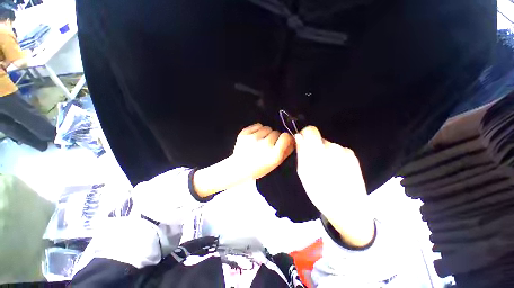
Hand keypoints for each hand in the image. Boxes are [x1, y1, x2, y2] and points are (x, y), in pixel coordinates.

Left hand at [193, 123, 293, 197]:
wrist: (238, 167)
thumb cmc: (259, 168)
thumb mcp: (275, 163)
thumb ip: (286, 152)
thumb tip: (292, 140)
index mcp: (273, 154)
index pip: (285, 136)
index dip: (285, 138)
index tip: (283, 140)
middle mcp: (264, 144)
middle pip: (276, 132)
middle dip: (274, 137)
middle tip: (269, 144)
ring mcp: (253, 138)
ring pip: (267, 128)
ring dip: (266, 133)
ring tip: (261, 140)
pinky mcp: (245, 133)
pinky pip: (257, 125)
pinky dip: (258, 129)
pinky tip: (255, 137)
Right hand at [295, 126, 374, 246]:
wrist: (348, 209)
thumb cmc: (320, 193)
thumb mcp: (303, 173)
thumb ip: (301, 152)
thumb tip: (298, 137)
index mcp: (317, 152)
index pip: (310, 130)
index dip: (305, 134)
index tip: (303, 144)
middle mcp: (332, 147)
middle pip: (319, 138)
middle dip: (314, 147)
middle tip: (314, 163)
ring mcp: (344, 151)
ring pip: (328, 145)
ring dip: (324, 153)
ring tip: (326, 169)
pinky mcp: (353, 156)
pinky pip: (338, 150)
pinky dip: (334, 156)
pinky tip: (336, 170)